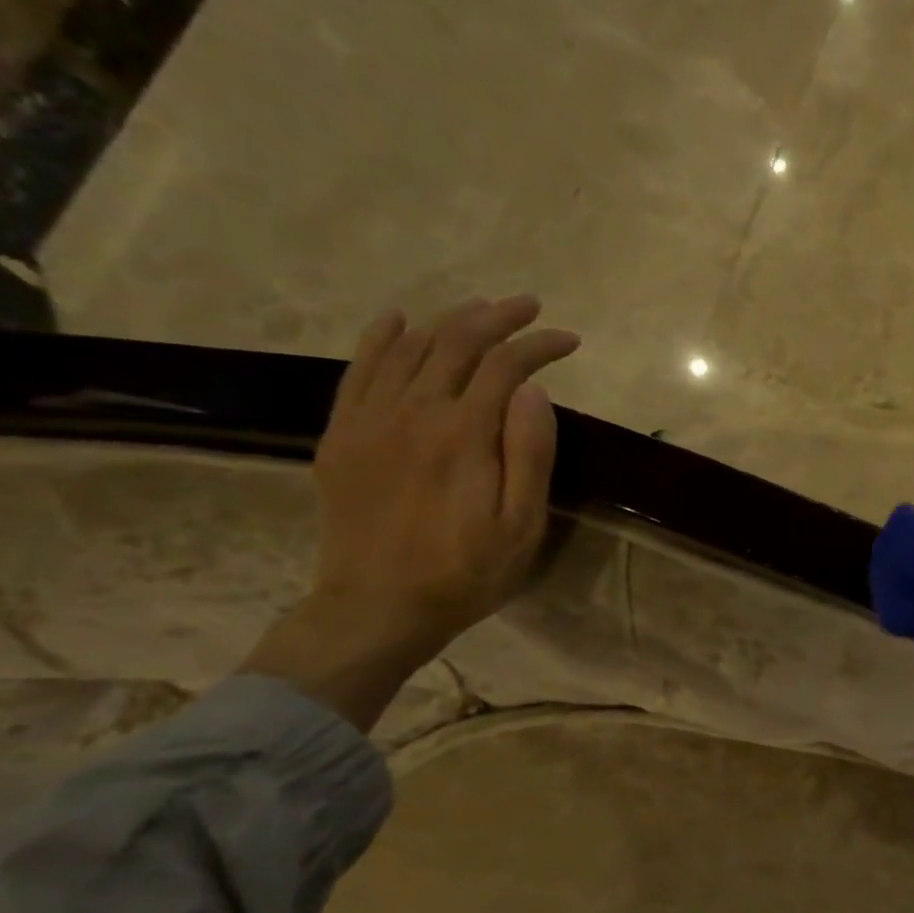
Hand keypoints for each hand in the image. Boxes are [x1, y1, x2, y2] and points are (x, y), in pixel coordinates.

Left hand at [244, 296, 579, 729]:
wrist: (378, 606)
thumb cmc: (467, 571)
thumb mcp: (522, 524)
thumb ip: (529, 453)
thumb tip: (533, 390)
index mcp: (463, 435)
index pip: (505, 366)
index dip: (539, 345)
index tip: (570, 341)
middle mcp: (412, 412)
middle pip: (455, 342)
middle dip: (497, 316)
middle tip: (529, 306)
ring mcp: (369, 419)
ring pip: (408, 347)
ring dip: (448, 320)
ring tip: (480, 310)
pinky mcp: (343, 434)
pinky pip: (358, 369)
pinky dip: (381, 337)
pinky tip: (398, 320)